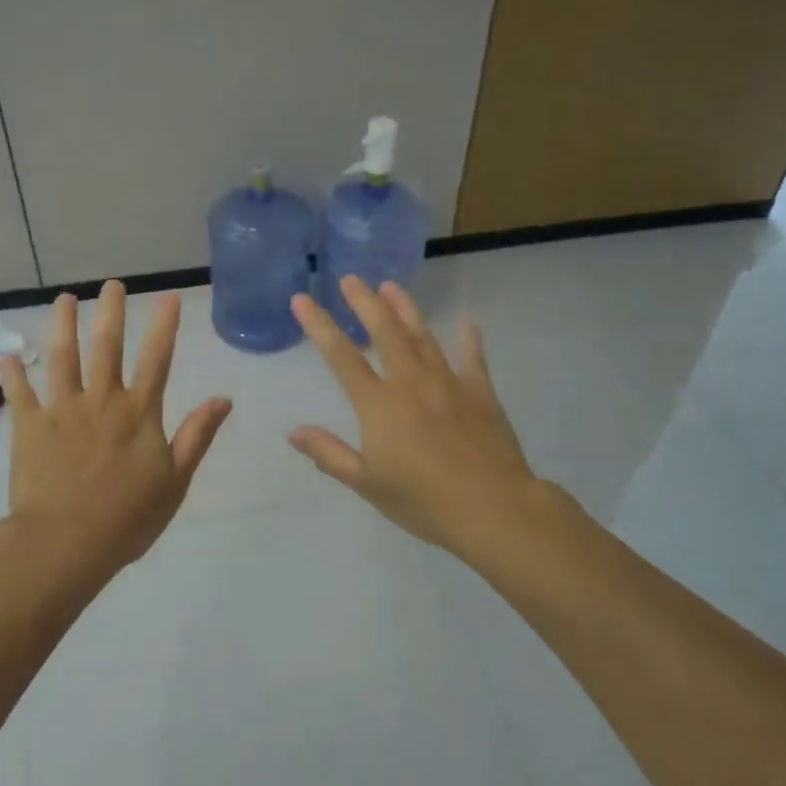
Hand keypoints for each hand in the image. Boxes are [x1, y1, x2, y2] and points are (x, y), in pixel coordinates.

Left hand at [1, 280, 231, 577]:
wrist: (66, 542)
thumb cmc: (128, 517)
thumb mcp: (176, 480)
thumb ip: (197, 436)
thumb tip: (224, 399)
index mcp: (138, 412)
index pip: (157, 359)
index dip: (164, 326)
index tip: (168, 297)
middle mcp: (101, 400)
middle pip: (107, 346)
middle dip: (111, 312)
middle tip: (112, 284)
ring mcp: (62, 410)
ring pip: (63, 358)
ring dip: (63, 325)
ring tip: (63, 298)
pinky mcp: (29, 427)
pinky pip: (21, 394)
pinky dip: (14, 374)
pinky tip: (9, 355)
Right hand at [290, 277, 540, 562]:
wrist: (492, 507)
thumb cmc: (423, 500)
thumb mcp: (367, 483)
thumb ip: (329, 454)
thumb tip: (294, 431)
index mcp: (379, 404)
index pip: (341, 356)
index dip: (319, 325)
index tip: (302, 299)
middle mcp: (411, 382)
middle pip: (385, 331)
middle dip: (365, 302)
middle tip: (352, 278)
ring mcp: (448, 383)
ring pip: (422, 336)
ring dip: (405, 309)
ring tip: (391, 286)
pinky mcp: (480, 392)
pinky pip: (472, 357)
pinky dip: (469, 337)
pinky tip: (468, 319)